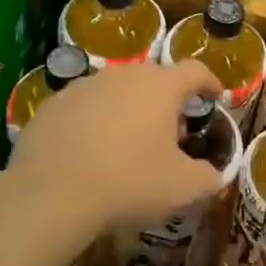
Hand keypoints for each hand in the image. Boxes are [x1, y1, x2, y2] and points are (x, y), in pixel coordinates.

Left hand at [11, 58, 226, 236]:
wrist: (50, 194)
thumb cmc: (128, 182)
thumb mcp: (182, 188)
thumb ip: (207, 177)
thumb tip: (214, 175)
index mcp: (160, 86)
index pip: (195, 71)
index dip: (210, 82)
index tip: (215, 97)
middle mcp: (123, 74)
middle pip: (154, 79)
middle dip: (167, 101)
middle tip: (171, 133)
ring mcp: (84, 85)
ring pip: (117, 91)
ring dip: (129, 109)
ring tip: (128, 144)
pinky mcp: (53, 103)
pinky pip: (85, 107)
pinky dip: (94, 122)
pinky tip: (90, 152)